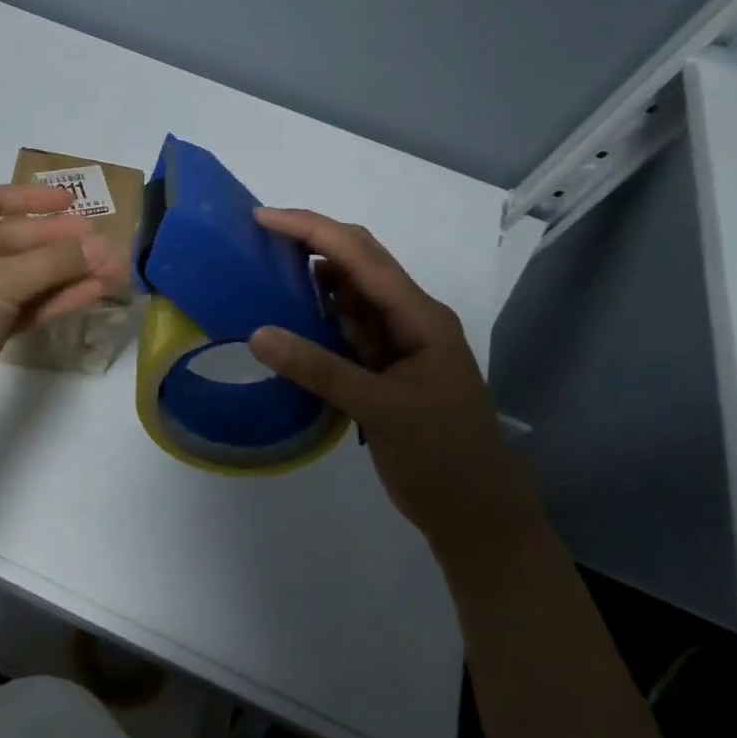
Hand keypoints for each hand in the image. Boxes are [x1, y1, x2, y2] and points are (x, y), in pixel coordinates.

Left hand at [0, 184, 121, 431]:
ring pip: (23, 277)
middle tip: (103, 242)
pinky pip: (22, 305)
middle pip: (13, 240)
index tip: (71, 202)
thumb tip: (101, 245)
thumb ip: (54, 261)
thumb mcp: (1, 281)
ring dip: (64, 273)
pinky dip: (53, 299)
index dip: (30, 198)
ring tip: (111, 271)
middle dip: (59, 242)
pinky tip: (91, 294)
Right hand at [246, 209, 547, 567]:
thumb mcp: (381, 410)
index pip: (360, 255)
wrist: (479, 518)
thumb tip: (257, 333)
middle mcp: (410, 317)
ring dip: (310, 276)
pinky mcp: (383, 366)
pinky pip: (344, 326)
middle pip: (358, 261)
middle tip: (257, 236)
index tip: (261, 218)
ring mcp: (398, 341)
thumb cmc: (443, 458)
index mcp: (420, 316)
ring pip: (349, 292)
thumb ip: (319, 369)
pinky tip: (286, 317)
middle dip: (311, 241)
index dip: (311, 229)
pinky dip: (314, 315)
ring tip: (263, 268)